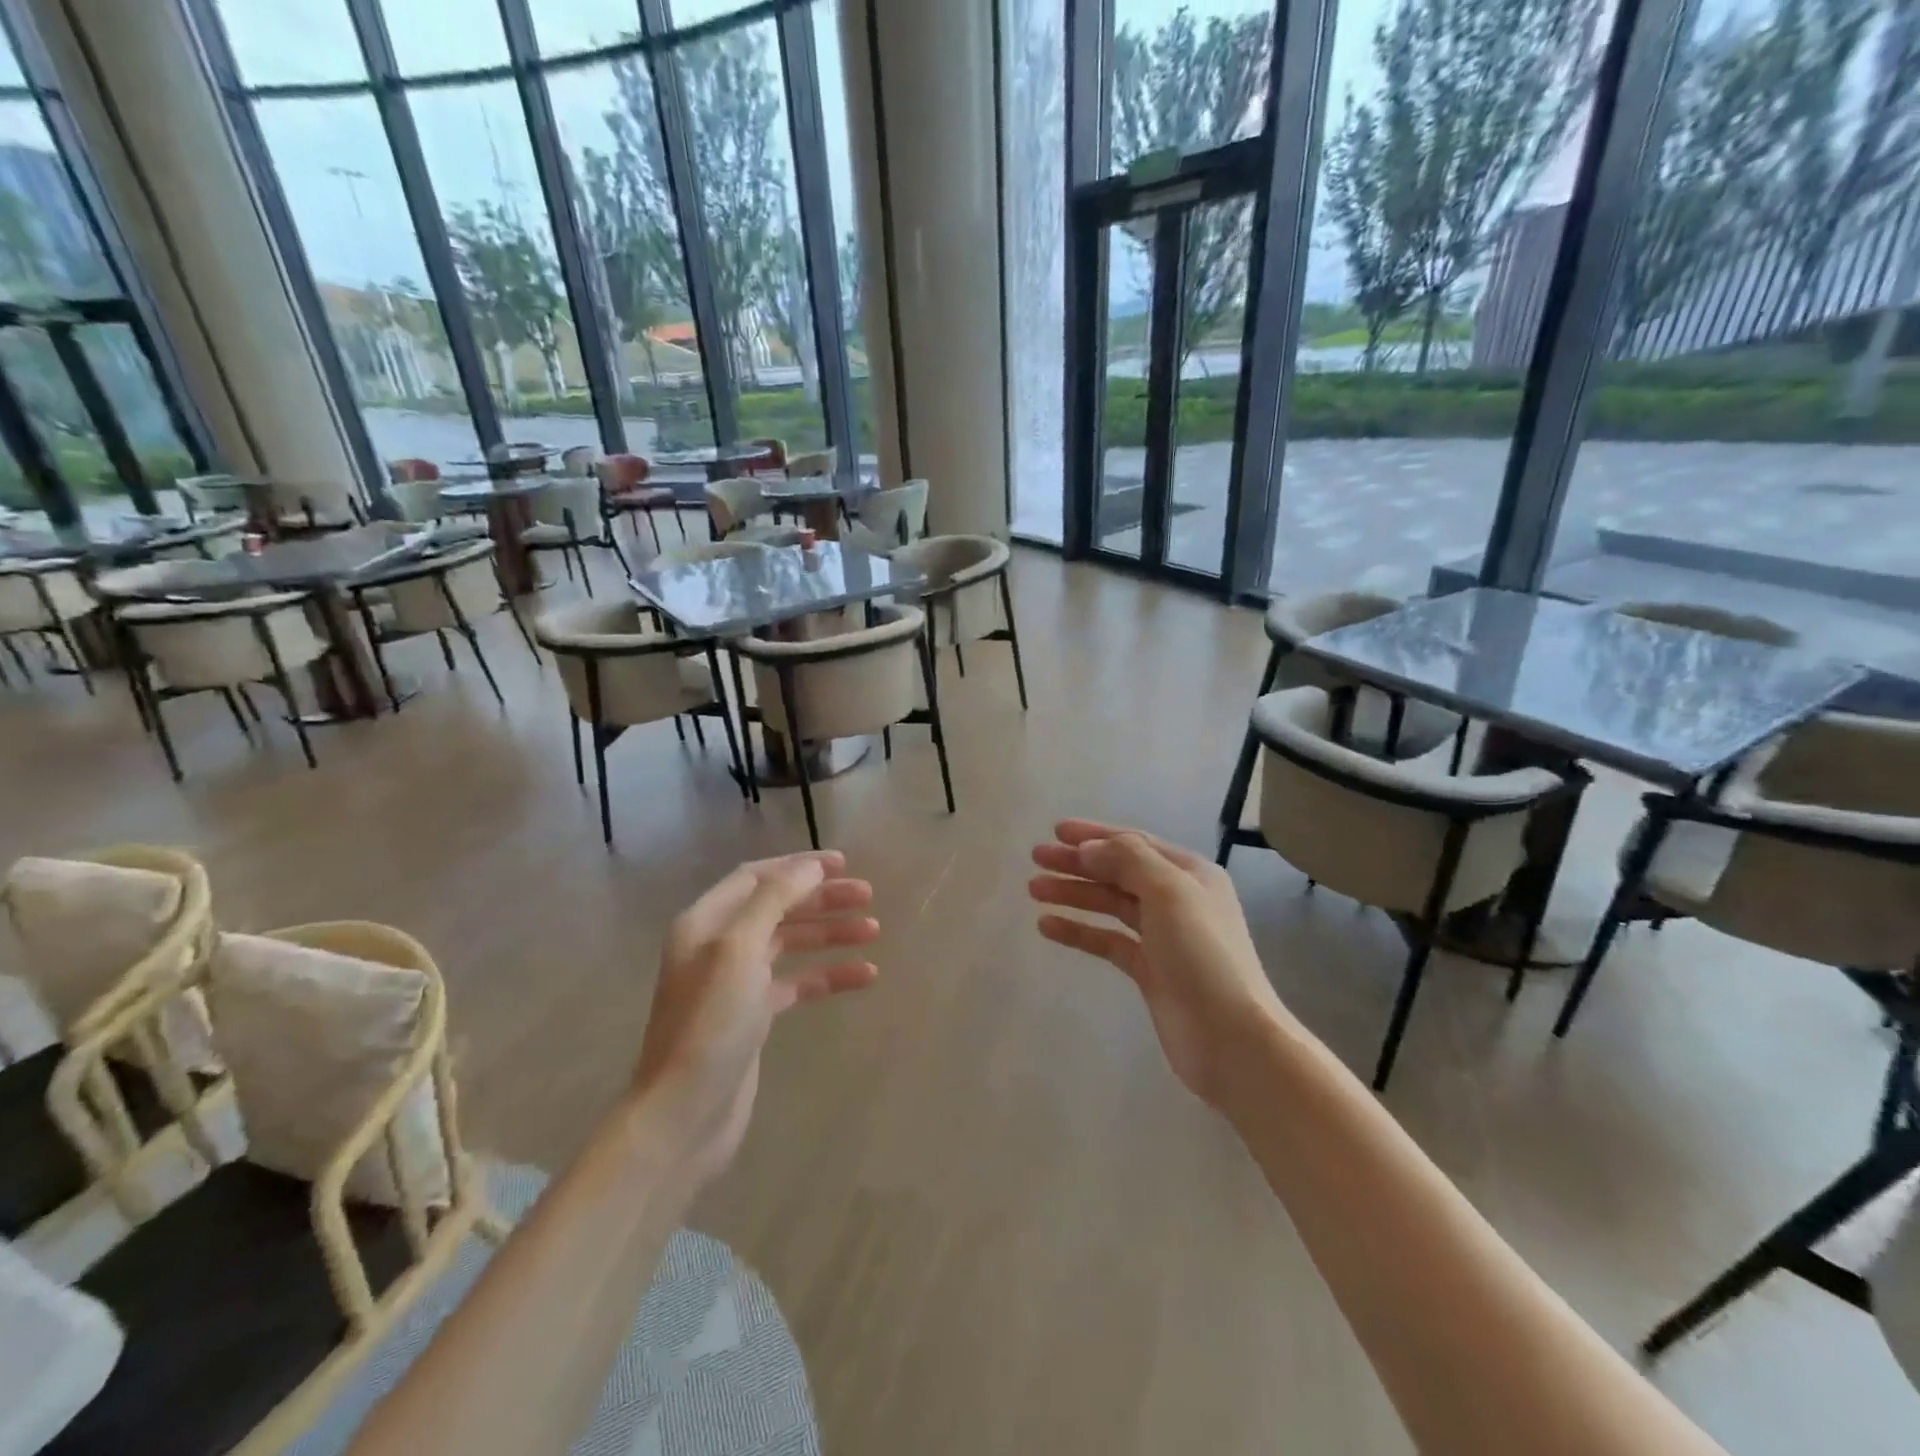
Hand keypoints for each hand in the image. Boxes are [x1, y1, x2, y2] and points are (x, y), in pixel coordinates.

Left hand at [635, 851, 878, 1183]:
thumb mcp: (739, 949)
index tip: (843, 863)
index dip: (799, 866)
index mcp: (706, 922)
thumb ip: (774, 900)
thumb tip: (809, 866)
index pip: (756, 877)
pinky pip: (798, 983)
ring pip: (791, 943)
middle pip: (778, 907)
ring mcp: (737, 982)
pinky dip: (828, 976)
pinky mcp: (754, 1016)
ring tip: (873, 931)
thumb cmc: (710, 1023)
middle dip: (822, 899)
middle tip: (867, 896)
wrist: (685, 1113)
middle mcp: (718, 946)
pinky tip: (864, 976)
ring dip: (830, 934)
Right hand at [1030, 820, 1284, 1107]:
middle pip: (1118, 871)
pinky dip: (1079, 931)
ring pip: (1110, 904)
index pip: (1134, 842)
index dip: (1094, 834)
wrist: (1231, 1037)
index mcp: (1189, 873)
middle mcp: (1177, 899)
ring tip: (1034, 889)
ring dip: (1074, 894)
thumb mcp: (1169, 892)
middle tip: (1036, 858)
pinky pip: (1107, 941)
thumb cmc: (1203, 954)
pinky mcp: (1149, 970)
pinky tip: (1047, 926)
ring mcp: (1163, 936)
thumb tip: (1089, 848)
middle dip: (1078, 863)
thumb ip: (1128, 860)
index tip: (1055, 831)